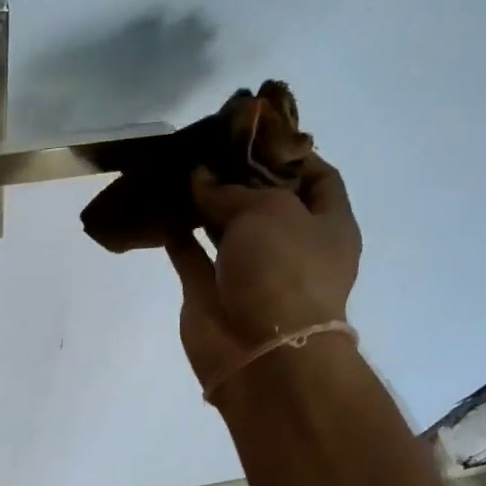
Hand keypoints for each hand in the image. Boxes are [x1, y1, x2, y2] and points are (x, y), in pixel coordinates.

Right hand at [163, 154, 361, 393]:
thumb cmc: (283, 272)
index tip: (252, 132)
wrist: (260, 353)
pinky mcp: (210, 291)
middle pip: (265, 201)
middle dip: (238, 175)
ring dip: (204, 202)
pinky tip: (159, 206)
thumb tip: (199, 177)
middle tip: (206, 145)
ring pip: (224, 227)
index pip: (316, 177)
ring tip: (178, 169)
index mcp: (327, 226)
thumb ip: (230, 190)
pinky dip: (176, 233)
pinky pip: (191, 254)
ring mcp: (249, 271)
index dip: (288, 152)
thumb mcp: (268, 211)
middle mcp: (291, 247)